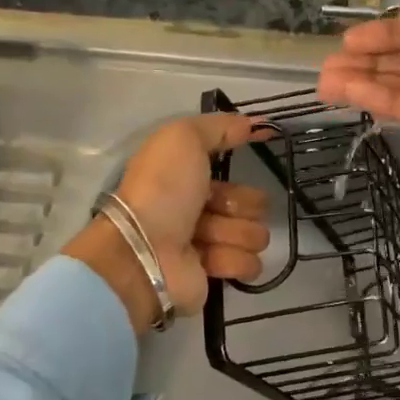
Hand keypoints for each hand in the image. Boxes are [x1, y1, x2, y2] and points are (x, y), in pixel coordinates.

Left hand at [64, 114, 270, 333]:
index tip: (241, 167)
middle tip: (215, 210)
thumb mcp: (183, 139)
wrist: (144, 252)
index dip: (240, 170)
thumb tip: (255, 124)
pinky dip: (233, 260)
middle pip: (254, 205)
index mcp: (190, 180)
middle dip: (241, 206)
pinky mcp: (217, 274)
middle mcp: (201, 210)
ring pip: (255, 235)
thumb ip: (219, 127)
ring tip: (206, 238)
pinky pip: (249, 264)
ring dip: (235, 234)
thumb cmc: (161, 191)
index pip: (236, 173)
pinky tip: (210, 259)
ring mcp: (210, 245)